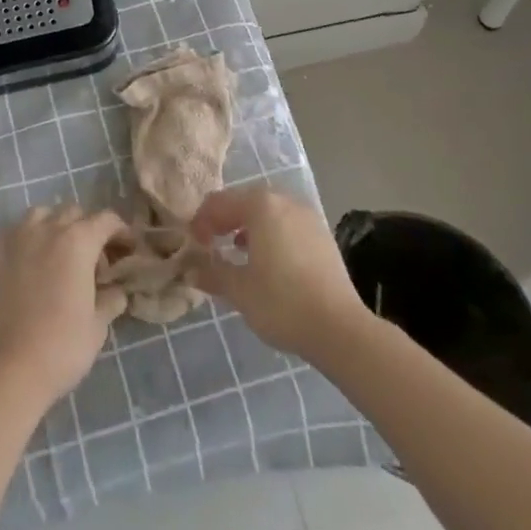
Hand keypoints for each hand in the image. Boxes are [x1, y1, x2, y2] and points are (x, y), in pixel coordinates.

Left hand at [0, 205, 128, 404]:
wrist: (12, 366)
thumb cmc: (62, 345)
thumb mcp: (98, 324)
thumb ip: (111, 298)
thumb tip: (117, 290)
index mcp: (79, 241)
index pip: (106, 220)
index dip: (121, 231)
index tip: (127, 249)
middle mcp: (50, 228)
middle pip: (75, 212)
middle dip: (89, 229)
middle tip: (95, 260)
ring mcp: (21, 237)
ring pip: (44, 213)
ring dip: (57, 225)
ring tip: (62, 253)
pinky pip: (18, 228)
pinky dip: (29, 234)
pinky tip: (33, 256)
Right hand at [190, 186, 368, 359]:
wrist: (340, 329)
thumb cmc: (282, 303)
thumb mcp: (239, 290)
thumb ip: (212, 272)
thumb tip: (190, 268)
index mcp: (260, 204)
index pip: (219, 203)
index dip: (201, 221)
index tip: (192, 245)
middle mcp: (284, 200)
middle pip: (244, 201)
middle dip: (224, 220)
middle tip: (211, 244)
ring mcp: (306, 215)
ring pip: (267, 211)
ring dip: (247, 225)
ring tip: (236, 250)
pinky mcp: (321, 234)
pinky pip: (286, 223)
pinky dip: (270, 233)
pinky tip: (267, 259)